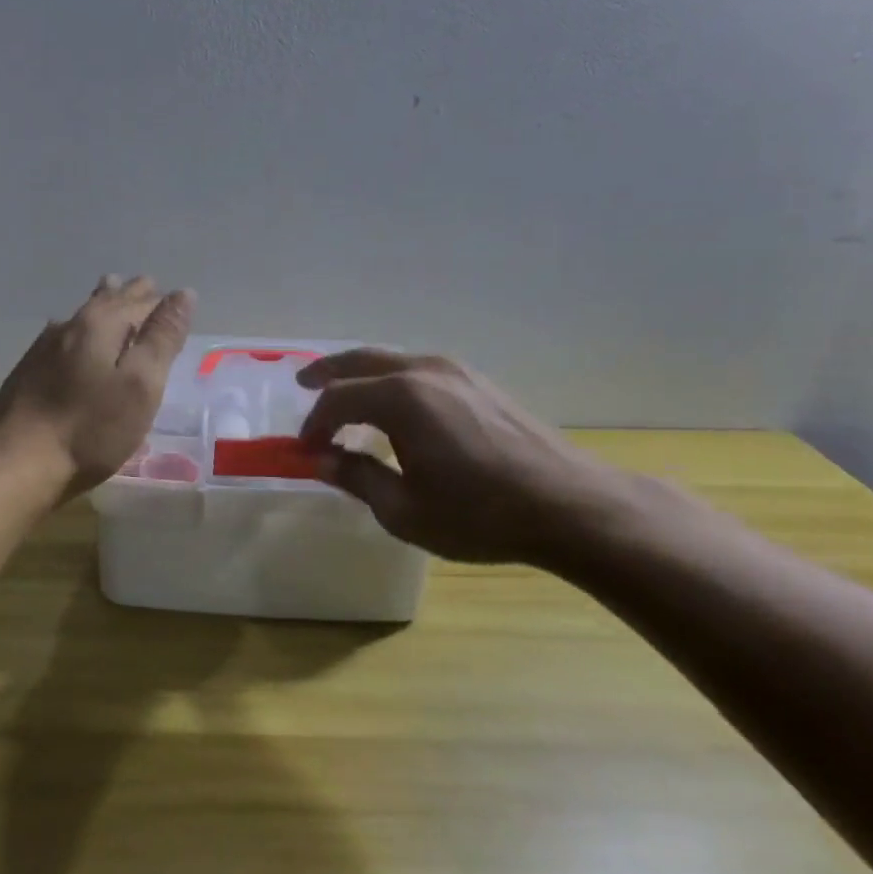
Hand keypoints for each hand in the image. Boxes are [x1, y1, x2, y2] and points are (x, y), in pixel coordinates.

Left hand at [0, 275, 195, 497]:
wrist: (17, 464)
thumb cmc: (91, 428)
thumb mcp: (140, 384)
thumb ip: (162, 338)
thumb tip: (182, 294)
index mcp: (100, 323)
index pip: (140, 301)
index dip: (160, 302)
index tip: (176, 300)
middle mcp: (69, 325)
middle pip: (107, 300)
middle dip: (130, 294)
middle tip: (146, 285)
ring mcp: (43, 348)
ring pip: (82, 315)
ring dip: (102, 303)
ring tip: (112, 291)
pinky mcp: (28, 371)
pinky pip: (63, 336)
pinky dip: (81, 329)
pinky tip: (73, 336)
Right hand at [297, 350, 638, 564]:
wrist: (569, 505)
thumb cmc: (479, 514)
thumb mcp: (404, 509)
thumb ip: (357, 477)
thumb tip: (322, 460)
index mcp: (400, 398)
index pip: (337, 400)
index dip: (315, 424)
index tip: (306, 450)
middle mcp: (423, 371)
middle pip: (360, 361)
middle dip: (327, 373)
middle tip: (303, 382)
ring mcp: (456, 371)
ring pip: (392, 360)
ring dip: (361, 373)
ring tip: (344, 390)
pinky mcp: (479, 382)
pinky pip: (419, 369)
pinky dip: (392, 378)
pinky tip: (394, 402)